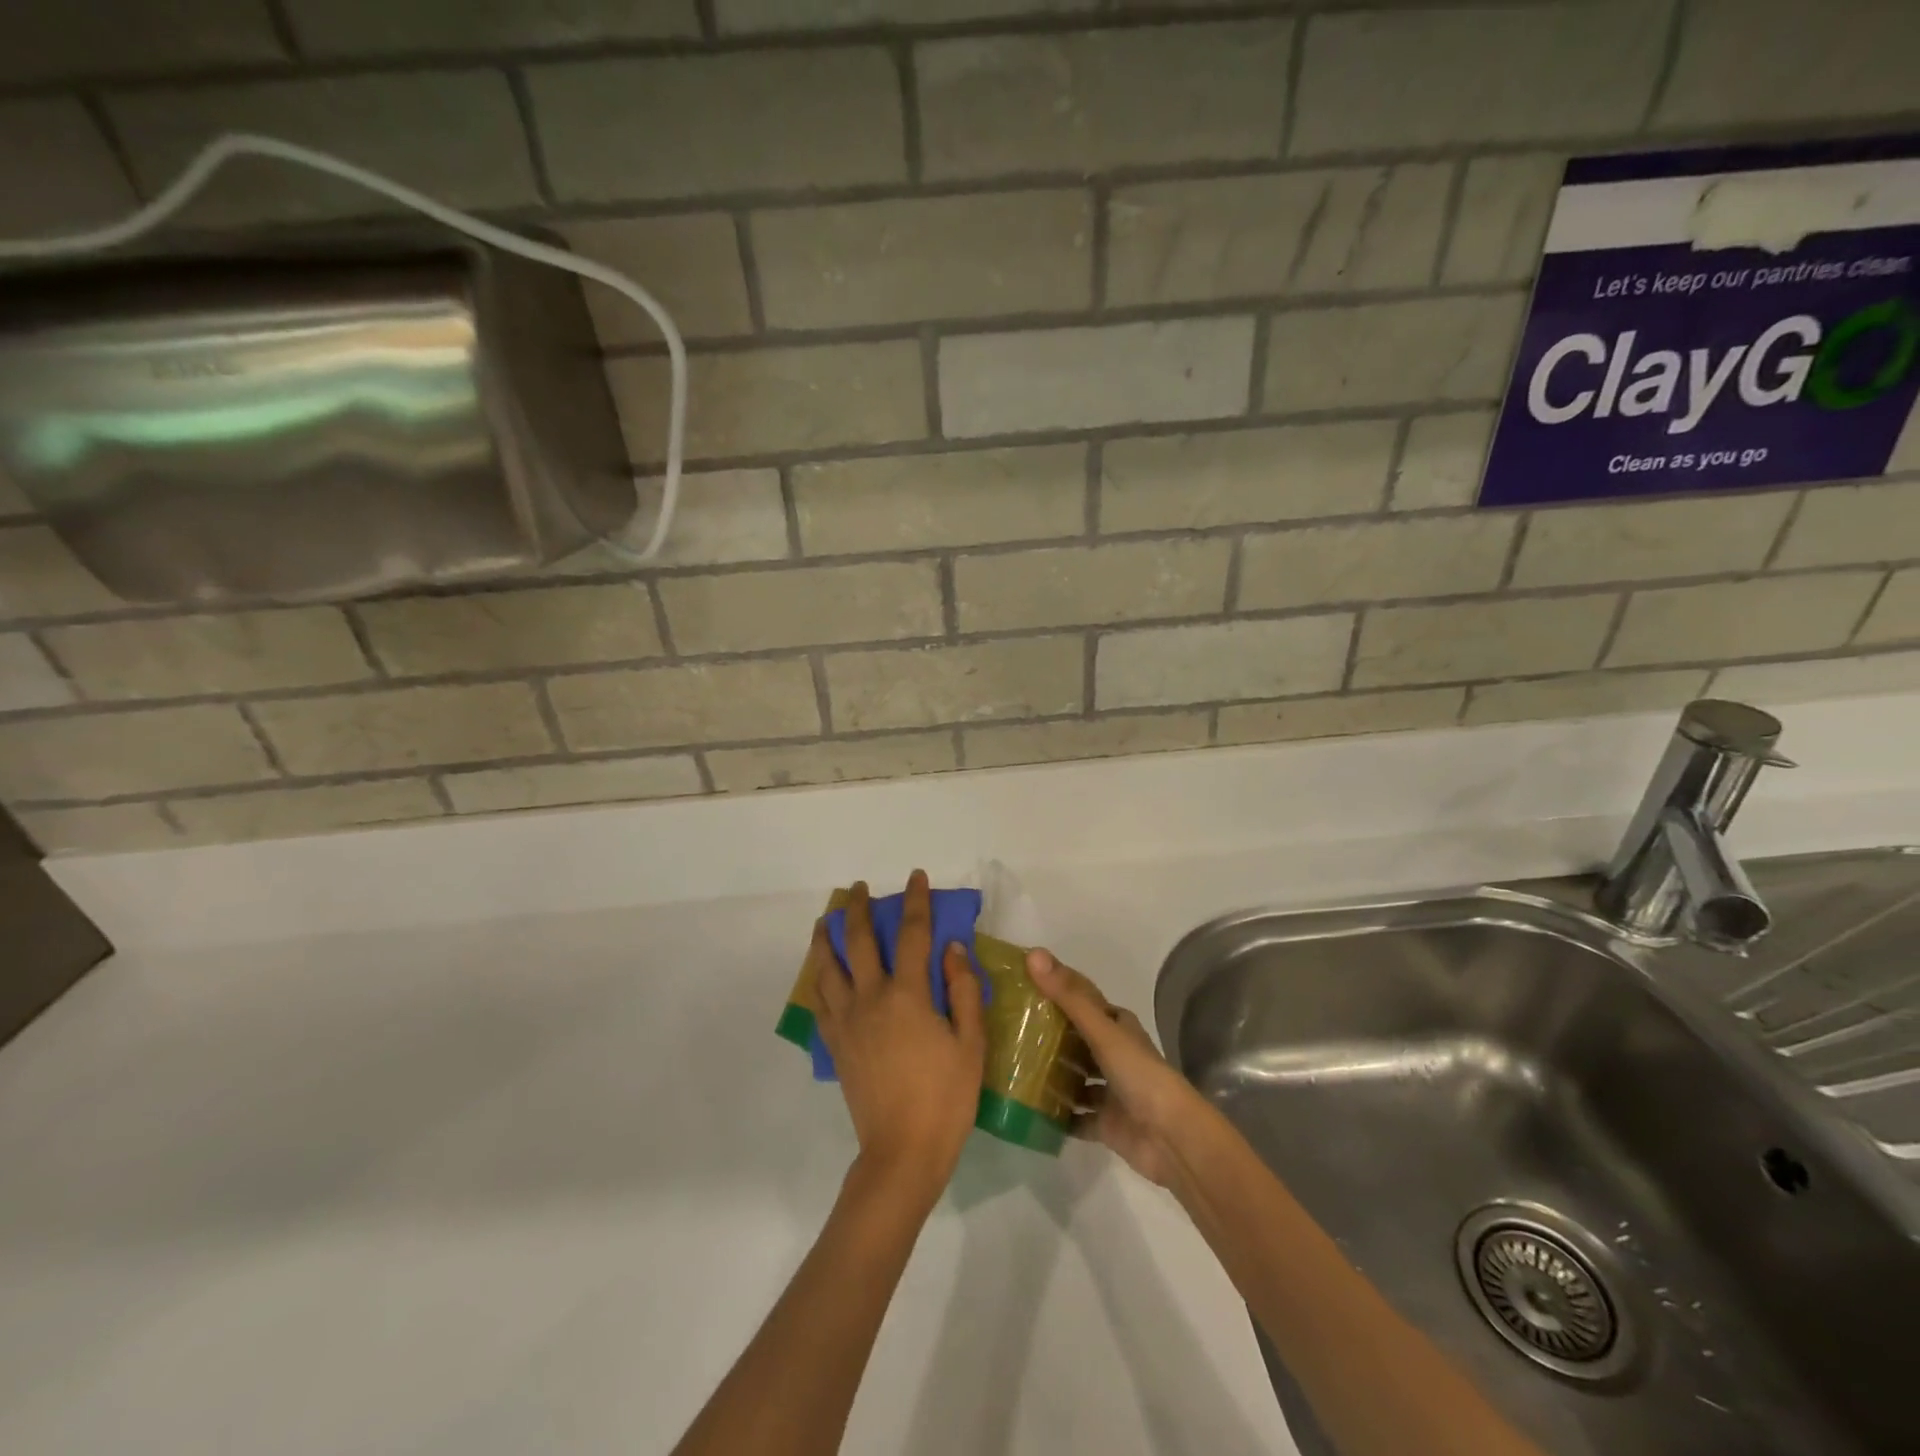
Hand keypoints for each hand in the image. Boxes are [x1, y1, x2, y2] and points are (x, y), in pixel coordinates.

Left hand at [811, 872, 985, 1205]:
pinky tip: (820, 975)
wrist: (902, 1153)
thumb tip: (952, 949)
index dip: (915, 901)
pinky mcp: (836, 1045)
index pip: (912, 934)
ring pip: (827, 969)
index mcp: (907, 995)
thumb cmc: (946, 1098)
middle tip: (859, 888)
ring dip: (825, 939)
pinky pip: (820, 1003)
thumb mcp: (971, 1044)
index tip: (915, 877)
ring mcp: (847, 1022)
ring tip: (824, 922)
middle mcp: (871, 998)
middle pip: (857, 941)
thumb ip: (963, 991)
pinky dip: (818, 981)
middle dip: (857, 909)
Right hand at [1027, 950, 1205, 1188]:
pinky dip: (1056, 1115)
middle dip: (1047, 1034)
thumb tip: (1033, 954)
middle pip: (1076, 1038)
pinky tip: (1028, 1110)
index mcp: (1116, 1026)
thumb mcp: (1102, 1030)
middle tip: (1007, 1027)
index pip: (1082, 999)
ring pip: (1074, 1078)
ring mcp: (1108, 1090)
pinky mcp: (1105, 1123)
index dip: (1056, 988)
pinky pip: (1074, 1117)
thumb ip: (1068, 996)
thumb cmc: (1139, 1074)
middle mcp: (1113, 1054)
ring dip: (1050, 1074)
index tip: (1021, 981)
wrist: (1170, 1138)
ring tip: (1011, 1066)